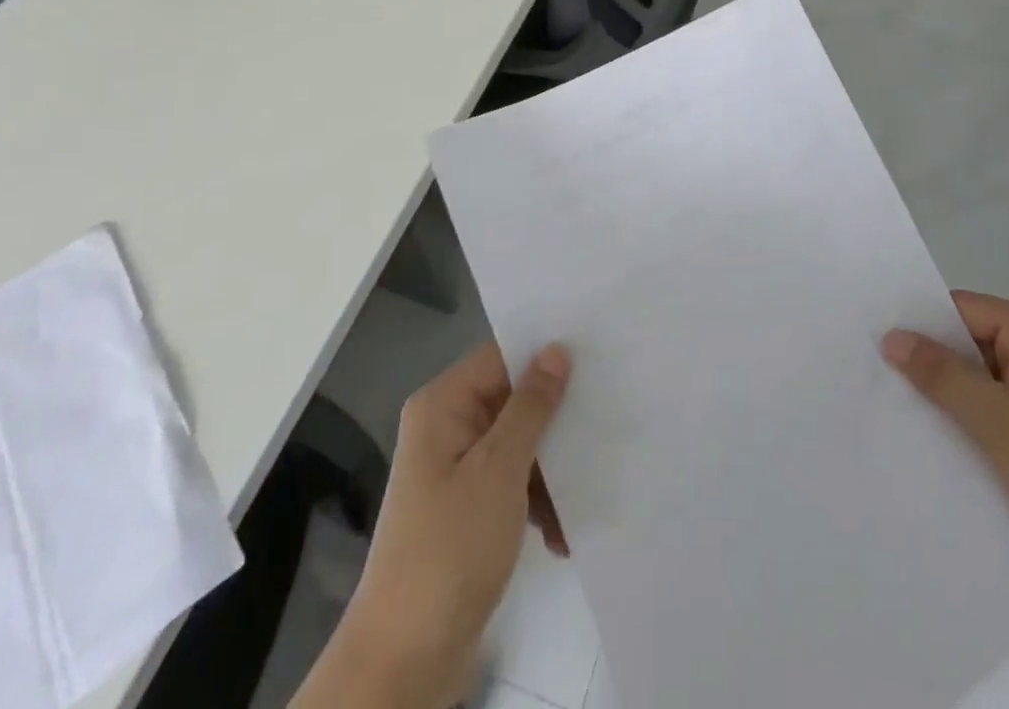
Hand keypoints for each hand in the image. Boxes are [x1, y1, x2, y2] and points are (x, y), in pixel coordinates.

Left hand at [302, 343, 571, 708]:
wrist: (405, 660)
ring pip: (518, 444)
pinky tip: (560, 536)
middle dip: (555, 421)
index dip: (544, 354)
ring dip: (550, 471)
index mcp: (443, 405)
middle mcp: (447, 427)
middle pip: (513, 400)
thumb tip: (557, 349)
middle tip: (602, 424)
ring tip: (581, 499)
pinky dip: (536, 503)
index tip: (596, 356)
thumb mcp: (499, 470)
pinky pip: (512, 482)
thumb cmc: (451, 548)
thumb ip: (531, 406)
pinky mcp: (468, 507)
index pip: (501, 356)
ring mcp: (456, 469)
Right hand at [883, 291, 1008, 584]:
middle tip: (884, 377)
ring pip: (985, 373)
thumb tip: (892, 336)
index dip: (920, 325)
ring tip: (907, 407)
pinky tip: (948, 435)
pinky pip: (1002, 400)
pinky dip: (977, 413)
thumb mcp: (993, 418)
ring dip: (954, 391)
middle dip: (934, 360)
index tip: (878, 345)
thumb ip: (940, 373)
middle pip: (971, 338)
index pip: (961, 309)